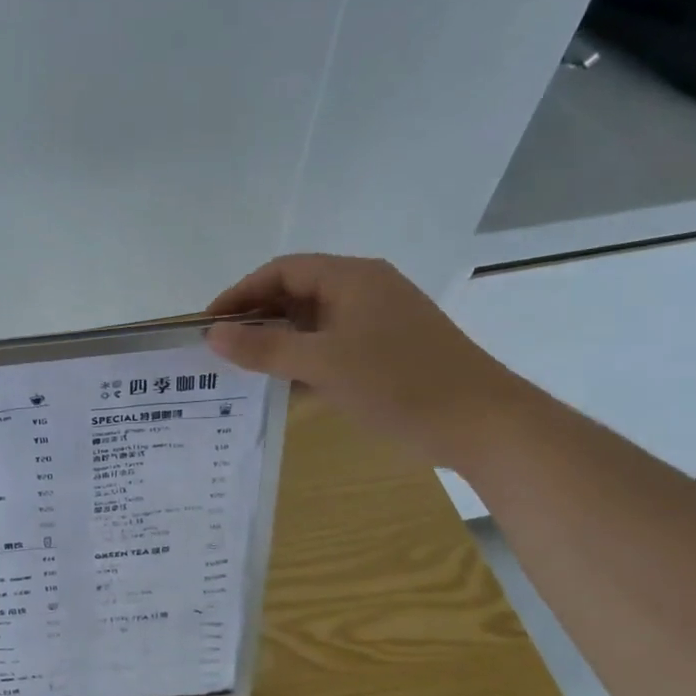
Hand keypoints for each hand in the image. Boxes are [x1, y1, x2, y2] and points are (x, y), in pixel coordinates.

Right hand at [205, 254, 529, 469]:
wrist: (484, 425)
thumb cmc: (399, 383)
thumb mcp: (323, 364)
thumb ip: (264, 349)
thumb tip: (212, 336)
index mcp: (352, 278)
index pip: (282, 271)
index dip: (241, 293)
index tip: (210, 324)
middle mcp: (365, 290)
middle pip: (297, 293)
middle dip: (257, 318)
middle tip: (223, 349)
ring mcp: (380, 321)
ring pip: (314, 322)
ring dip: (280, 342)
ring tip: (245, 369)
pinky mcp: (389, 350)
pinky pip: (333, 345)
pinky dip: (306, 359)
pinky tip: (286, 386)